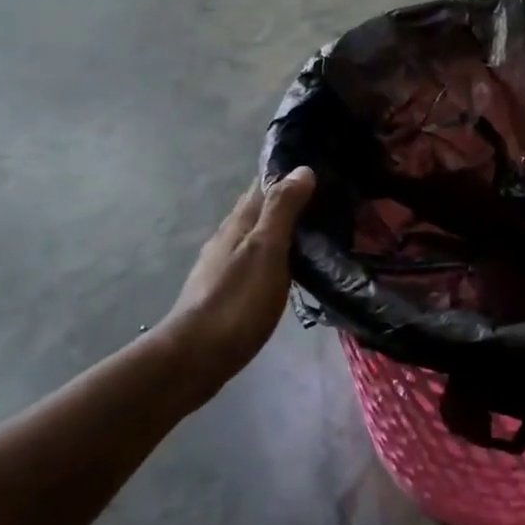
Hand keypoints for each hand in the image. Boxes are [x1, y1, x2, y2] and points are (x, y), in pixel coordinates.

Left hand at [155, 167, 315, 404]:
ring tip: (317, 231)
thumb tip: (301, 169)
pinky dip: (277, 256)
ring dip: (283, 229)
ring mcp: (224, 266)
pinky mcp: (227, 292)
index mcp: (239, 223)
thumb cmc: (237, 301)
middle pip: (260, 209)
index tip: (319, 167)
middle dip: (288, 200)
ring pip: (258, 236)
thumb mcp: (266, 250)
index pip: (263, 185)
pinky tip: (291, 268)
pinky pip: (257, 261)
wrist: (196, 357)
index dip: (288, 174)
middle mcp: (228, 238)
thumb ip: (282, 210)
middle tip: (328, 199)